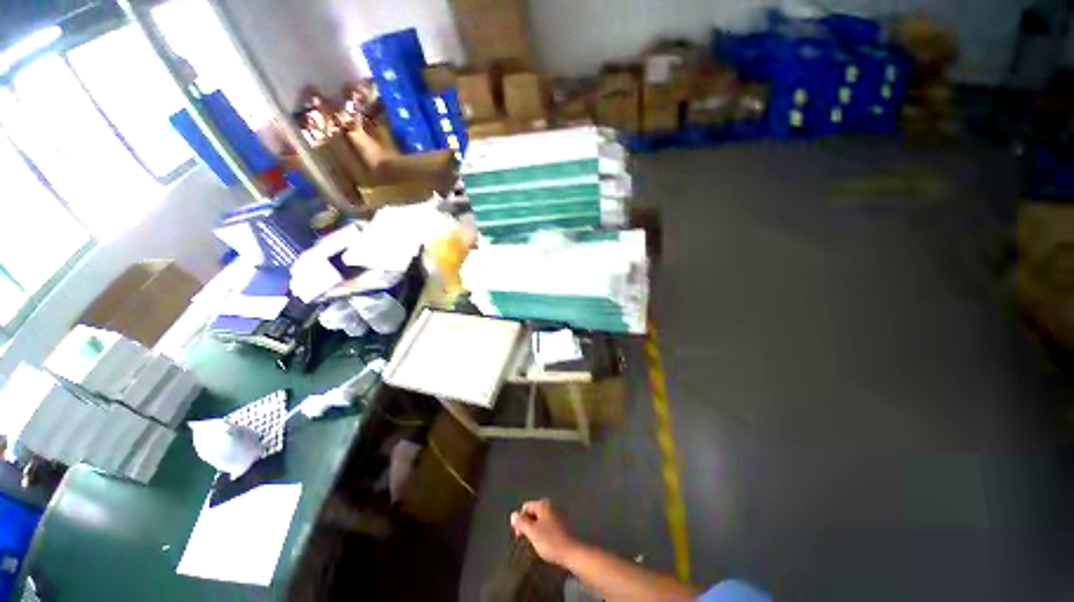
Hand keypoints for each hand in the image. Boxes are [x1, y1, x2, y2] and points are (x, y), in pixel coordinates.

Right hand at [510, 499, 579, 566]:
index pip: (525, 507)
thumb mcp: (532, 532)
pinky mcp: (563, 524)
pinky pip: (548, 524)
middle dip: (528, 524)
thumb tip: (513, 514)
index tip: (519, 536)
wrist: (571, 552)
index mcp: (543, 504)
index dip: (519, 520)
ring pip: (541, 519)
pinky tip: (545, 542)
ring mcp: (558, 513)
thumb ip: (521, 522)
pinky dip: (544, 531)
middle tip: (526, 540)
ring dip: (536, 529)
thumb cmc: (550, 541)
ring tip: (535, 543)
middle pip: (533, 512)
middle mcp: (551, 505)